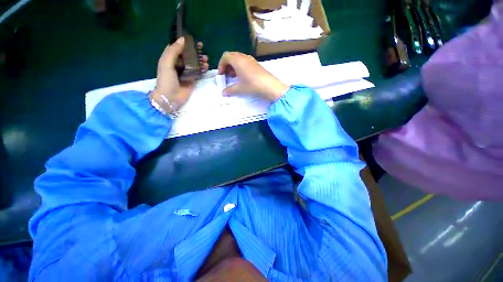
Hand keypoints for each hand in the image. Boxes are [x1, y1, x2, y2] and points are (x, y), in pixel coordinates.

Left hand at [152, 37, 208, 111]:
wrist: (170, 97)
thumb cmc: (166, 80)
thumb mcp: (166, 63)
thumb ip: (173, 51)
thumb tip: (183, 39)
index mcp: (170, 59)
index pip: (178, 48)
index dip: (185, 43)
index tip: (193, 40)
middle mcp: (178, 64)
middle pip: (188, 55)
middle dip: (195, 52)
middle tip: (202, 48)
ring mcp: (186, 73)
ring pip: (194, 64)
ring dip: (200, 60)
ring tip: (206, 59)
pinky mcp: (192, 80)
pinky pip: (198, 73)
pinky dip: (202, 69)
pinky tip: (206, 67)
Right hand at [218, 52, 288, 100]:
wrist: (269, 86)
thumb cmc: (252, 85)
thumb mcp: (240, 89)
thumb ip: (230, 90)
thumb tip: (223, 93)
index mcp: (238, 60)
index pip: (225, 56)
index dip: (221, 65)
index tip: (221, 74)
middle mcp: (244, 57)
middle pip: (231, 56)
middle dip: (227, 65)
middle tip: (227, 75)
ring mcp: (251, 59)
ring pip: (238, 58)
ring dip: (234, 66)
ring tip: (235, 77)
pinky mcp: (256, 64)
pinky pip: (245, 61)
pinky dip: (241, 67)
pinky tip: (243, 77)